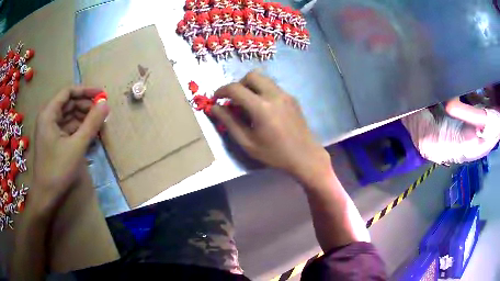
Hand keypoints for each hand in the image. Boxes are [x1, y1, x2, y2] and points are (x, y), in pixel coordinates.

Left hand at [30, 87, 108, 212]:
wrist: (46, 196)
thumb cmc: (58, 170)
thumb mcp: (77, 146)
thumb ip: (91, 123)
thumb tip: (105, 104)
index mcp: (49, 114)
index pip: (68, 92)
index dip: (85, 91)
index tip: (101, 95)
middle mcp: (48, 118)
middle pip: (68, 104)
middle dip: (85, 107)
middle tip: (101, 113)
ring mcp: (49, 130)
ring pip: (68, 117)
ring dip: (83, 119)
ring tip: (98, 125)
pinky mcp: (53, 141)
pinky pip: (67, 129)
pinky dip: (78, 130)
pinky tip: (88, 136)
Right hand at [212, 71, 330, 183]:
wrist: (304, 156)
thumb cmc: (274, 154)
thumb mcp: (247, 142)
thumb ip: (229, 122)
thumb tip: (214, 108)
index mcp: (261, 108)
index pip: (235, 89)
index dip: (221, 91)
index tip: (216, 98)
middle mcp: (274, 95)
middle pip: (251, 75)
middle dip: (238, 84)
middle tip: (234, 99)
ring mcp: (285, 94)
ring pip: (263, 78)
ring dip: (251, 85)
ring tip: (248, 103)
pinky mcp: (292, 97)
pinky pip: (273, 86)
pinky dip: (262, 90)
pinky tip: (263, 108)